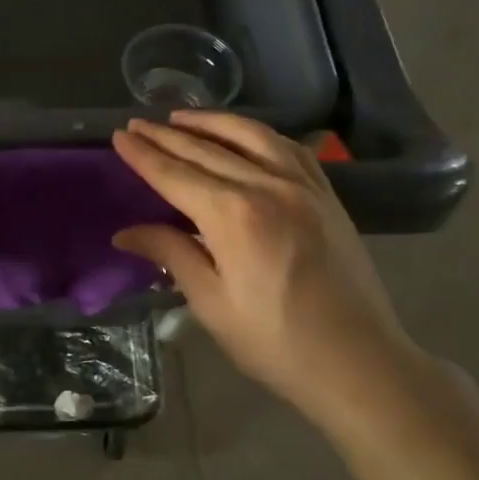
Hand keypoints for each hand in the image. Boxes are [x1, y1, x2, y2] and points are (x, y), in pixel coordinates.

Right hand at [112, 113, 426, 424]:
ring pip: (250, 136)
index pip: (174, 175)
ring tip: (181, 118)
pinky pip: (288, 148)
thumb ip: (170, 254)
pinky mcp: (326, 195)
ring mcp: (302, 186)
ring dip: (211, 123)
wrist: (358, 361)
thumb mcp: (211, 302)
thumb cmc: (275, 341)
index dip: (144, 155)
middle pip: (206, 150)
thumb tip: (126, 232)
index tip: (119, 136)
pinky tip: (243, 135)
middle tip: (137, 123)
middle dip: (166, 135)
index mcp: (233, 215)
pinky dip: (257, 135)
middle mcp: (267, 186)